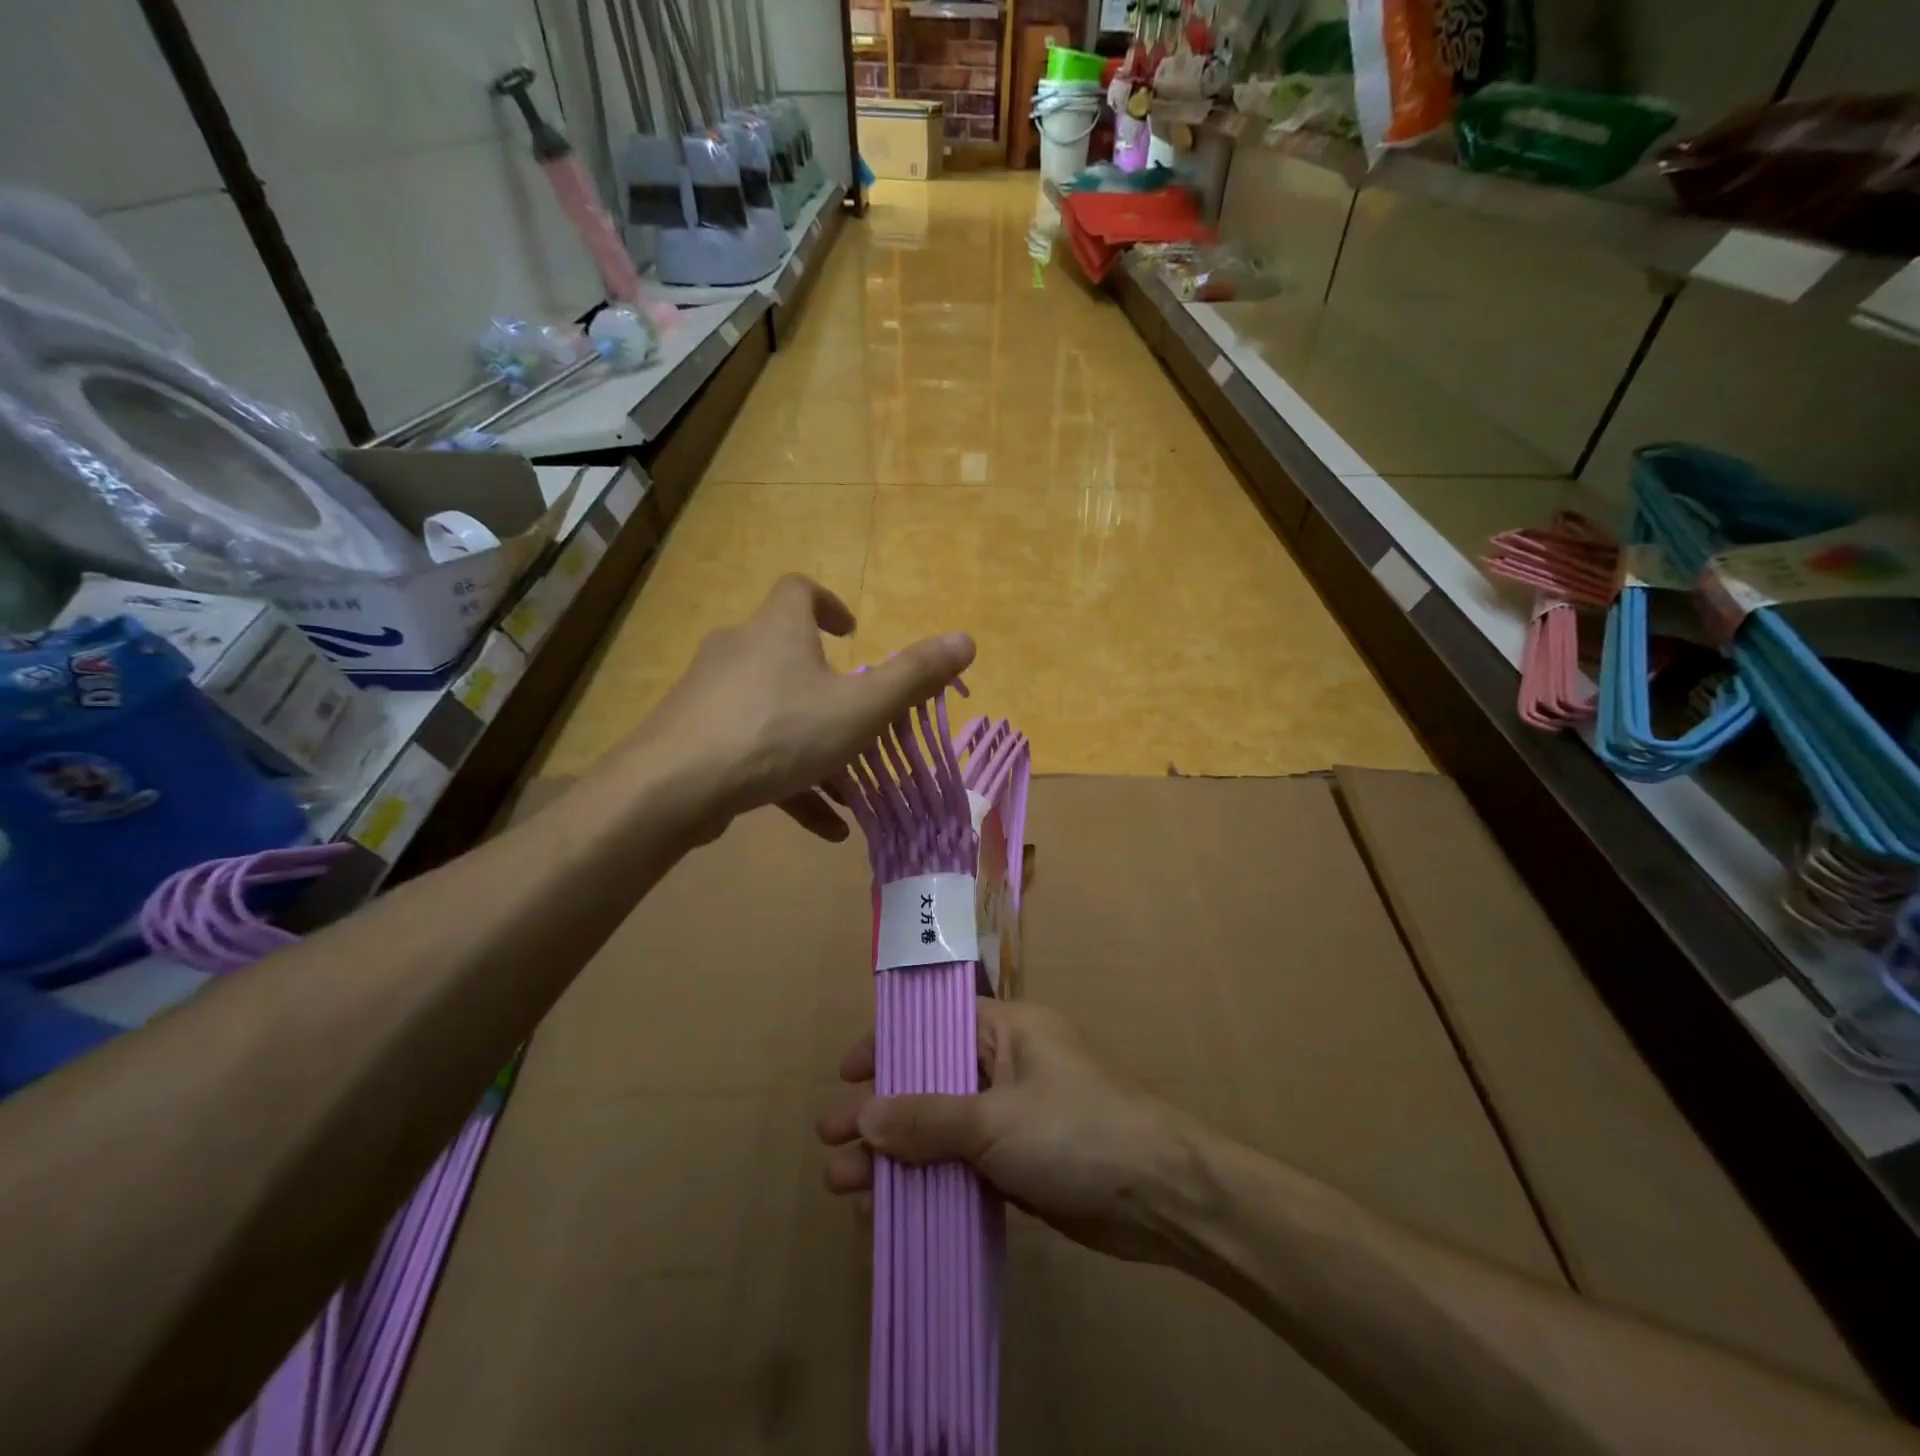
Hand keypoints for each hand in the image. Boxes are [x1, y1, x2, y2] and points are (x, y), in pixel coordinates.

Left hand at [615, 574, 973, 842]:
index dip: (829, 604)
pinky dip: (788, 781)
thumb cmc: (779, 731)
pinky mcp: (696, 739)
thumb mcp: (860, 708)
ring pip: (773, 715)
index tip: (851, 632)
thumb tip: (967, 640)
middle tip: (858, 719)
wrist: (675, 786)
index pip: (799, 590)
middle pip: (787, 656)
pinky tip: (822, 827)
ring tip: (851, 794)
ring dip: (814, 748)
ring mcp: (711, 697)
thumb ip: (913, 676)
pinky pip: (752, 753)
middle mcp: (739, 652)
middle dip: (827, 690)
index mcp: (778, 631)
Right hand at [817, 998, 1207, 1264]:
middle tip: (828, 1141)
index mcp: (1007, 1029)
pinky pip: (962, 1164)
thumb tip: (863, 1115)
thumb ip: (927, 1118)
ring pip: (942, 1128)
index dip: (889, 1046)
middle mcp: (1007, 1064)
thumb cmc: (1076, 1132)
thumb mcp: (995, 1120)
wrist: (1161, 1198)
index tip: (846, 1074)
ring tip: (843, 1185)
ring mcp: (1014, 1116)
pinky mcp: (1021, 1163)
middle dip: (881, 1112)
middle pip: (931, 1081)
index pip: (935, 1025)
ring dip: (897, 1154)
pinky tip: (892, 1208)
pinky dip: (929, 1181)